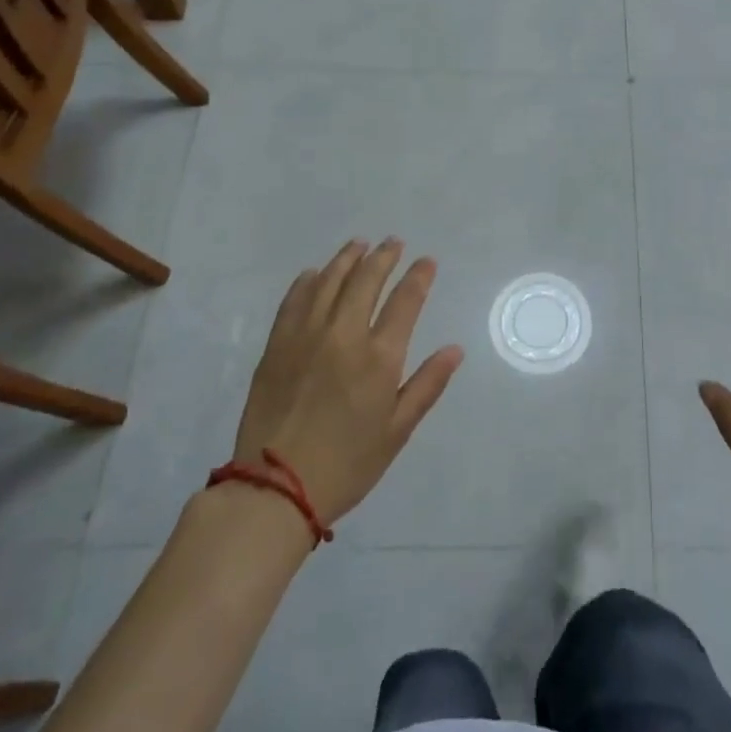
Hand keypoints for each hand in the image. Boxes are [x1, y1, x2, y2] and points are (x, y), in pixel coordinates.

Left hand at [231, 239, 463, 525]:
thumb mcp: (397, 431)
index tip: (426, 261)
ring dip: (347, 259)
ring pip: (329, 282)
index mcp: (379, 357)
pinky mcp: (277, 346)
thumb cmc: (347, 464)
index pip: (405, 301)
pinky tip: (315, 273)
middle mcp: (344, 335)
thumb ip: (427, 385)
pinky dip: (308, 281)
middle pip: (366, 280)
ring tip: (359, 245)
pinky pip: (294, 300)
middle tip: (393, 243)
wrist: (275, 489)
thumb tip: (455, 350)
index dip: (418, 276)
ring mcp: (306, 336)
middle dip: (384, 257)